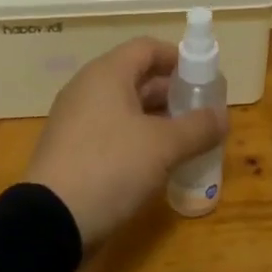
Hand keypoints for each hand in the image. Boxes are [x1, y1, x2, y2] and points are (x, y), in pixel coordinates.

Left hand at [24, 37, 226, 248]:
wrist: (48, 223)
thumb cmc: (110, 167)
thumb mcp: (163, 147)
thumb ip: (197, 128)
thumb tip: (223, 116)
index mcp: (107, 73)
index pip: (148, 48)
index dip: (178, 58)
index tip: (203, 77)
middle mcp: (88, 88)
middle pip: (136, 76)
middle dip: (171, 92)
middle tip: (200, 112)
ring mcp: (75, 119)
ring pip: (124, 106)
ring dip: (156, 118)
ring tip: (185, 139)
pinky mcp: (70, 149)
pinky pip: (110, 130)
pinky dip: (135, 138)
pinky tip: (156, 163)